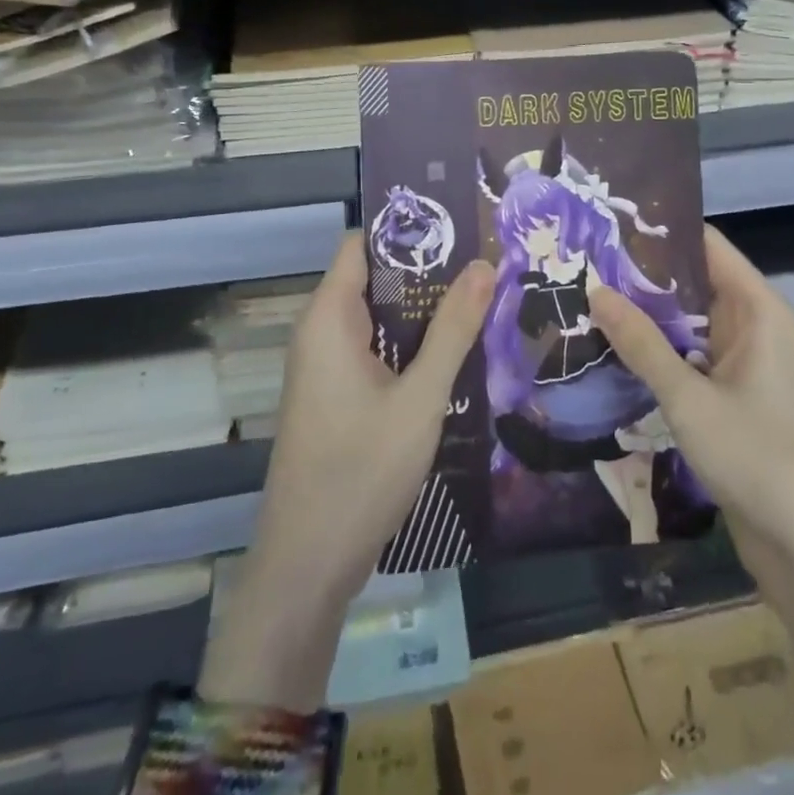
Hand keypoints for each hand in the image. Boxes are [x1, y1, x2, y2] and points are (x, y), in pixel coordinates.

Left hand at [198, 233, 494, 709]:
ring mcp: (325, 367)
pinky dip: (409, 345)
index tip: (461, 228)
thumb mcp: (420, 397)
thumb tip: (485, 263)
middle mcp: (320, 332)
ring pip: (378, 318)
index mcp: (329, 317)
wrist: (308, 565)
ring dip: (422, 312)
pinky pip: (374, 350)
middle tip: (486, 267)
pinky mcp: (335, 395)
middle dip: (427, 272)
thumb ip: (454, 329)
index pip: (363, 244)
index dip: (408, 231)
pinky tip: (453, 353)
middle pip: (374, 279)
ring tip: (482, 302)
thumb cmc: (361, 471)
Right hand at [587, 223, 793, 608]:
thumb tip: (595, 290)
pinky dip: (656, 355)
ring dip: (644, 319)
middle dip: (640, 276)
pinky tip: (609, 353)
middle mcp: (754, 328)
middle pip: (693, 283)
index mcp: (759, 310)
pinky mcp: (734, 401)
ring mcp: (745, 366)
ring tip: (581, 300)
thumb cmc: (761, 460)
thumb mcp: (691, 399)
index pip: (706, 245)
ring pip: (688, 326)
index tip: (605, 223)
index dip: (659, 231)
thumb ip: (642, 344)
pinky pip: (690, 362)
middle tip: (578, 264)